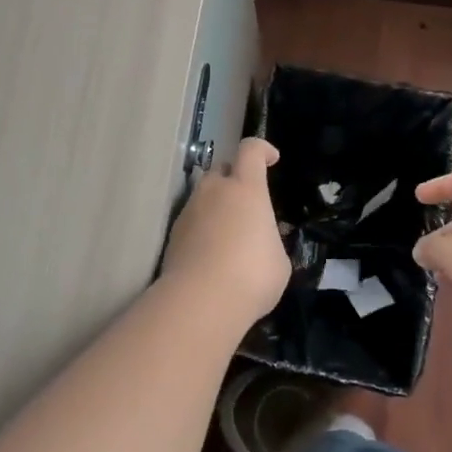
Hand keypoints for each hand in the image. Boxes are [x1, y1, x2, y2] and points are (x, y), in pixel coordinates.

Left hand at [160, 138, 290, 321]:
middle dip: (235, 179)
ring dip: (217, 205)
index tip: (271, 158)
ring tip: (229, 234)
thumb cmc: (252, 276)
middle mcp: (215, 190)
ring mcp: (189, 210)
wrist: (200, 301)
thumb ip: (270, 241)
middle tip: (247, 204)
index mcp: (246, 189)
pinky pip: (192, 220)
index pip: (251, 150)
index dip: (262, 149)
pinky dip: (202, 228)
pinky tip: (211, 254)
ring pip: (204, 195)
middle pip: (222, 170)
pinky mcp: (173, 233)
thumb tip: (262, 242)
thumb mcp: (278, 261)